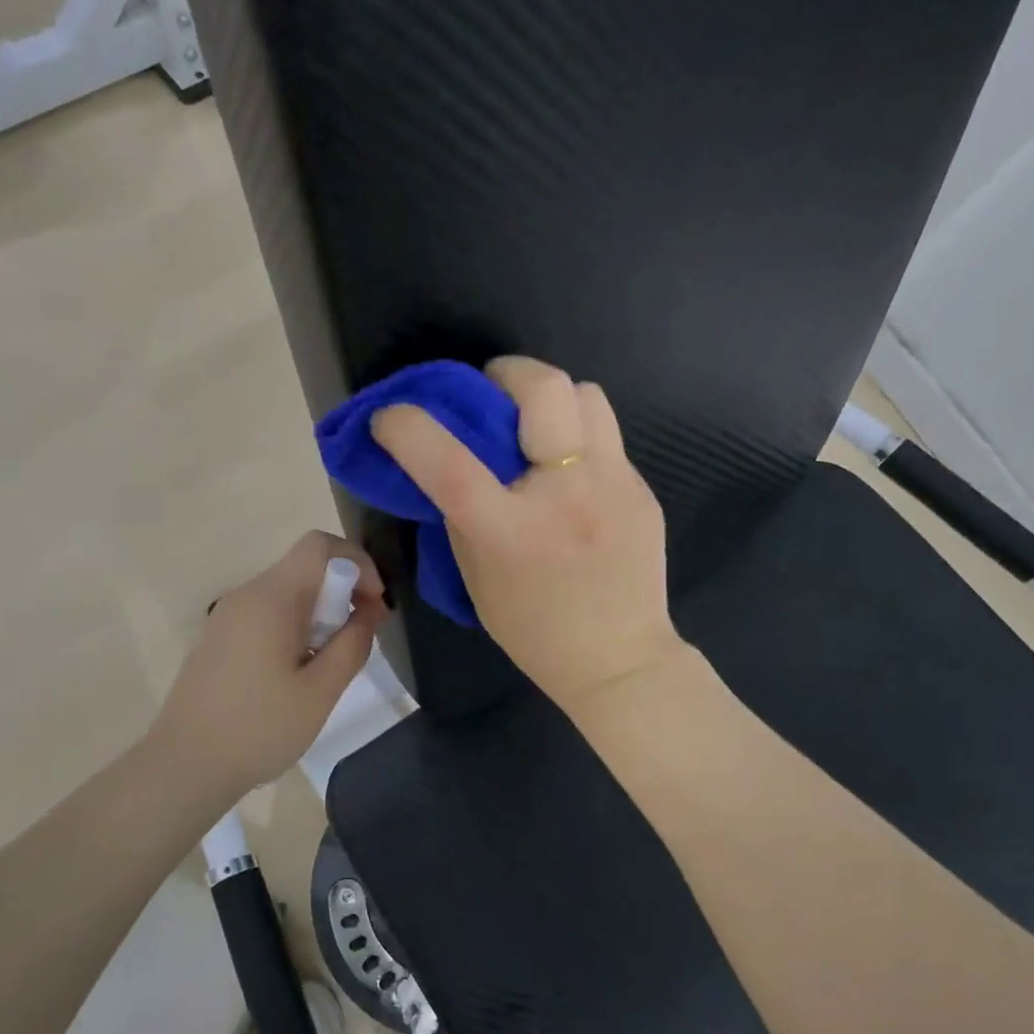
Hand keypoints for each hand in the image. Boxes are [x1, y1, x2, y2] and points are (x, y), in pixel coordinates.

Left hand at [148, 531, 386, 799]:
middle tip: (361, 637)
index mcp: (270, 598)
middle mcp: (246, 595)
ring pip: (287, 592)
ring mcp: (227, 616)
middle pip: (305, 567)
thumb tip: (368, 611)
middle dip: (343, 591)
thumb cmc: (259, 729)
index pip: (319, 546)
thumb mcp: (320, 691)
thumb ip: (352, 644)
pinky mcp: (219, 638)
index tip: (373, 605)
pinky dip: (295, 626)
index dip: (358, 563)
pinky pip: (267, 613)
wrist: (184, 767)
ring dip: (321, 612)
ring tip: (332, 661)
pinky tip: (298, 671)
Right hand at [370, 355, 686, 715]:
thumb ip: (461, 516)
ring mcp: (614, 486)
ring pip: (587, 395)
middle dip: (508, 373)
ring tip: (537, 431)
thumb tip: (452, 466)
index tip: (391, 417)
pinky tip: (572, 479)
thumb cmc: (534, 629)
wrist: (619, 660)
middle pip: (544, 389)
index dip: (410, 428)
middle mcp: (566, 496)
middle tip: (492, 394)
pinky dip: (578, 442)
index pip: (450, 462)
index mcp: (511, 531)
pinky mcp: (642, 490)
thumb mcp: (477, 577)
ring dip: (552, 400)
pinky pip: (606, 438)